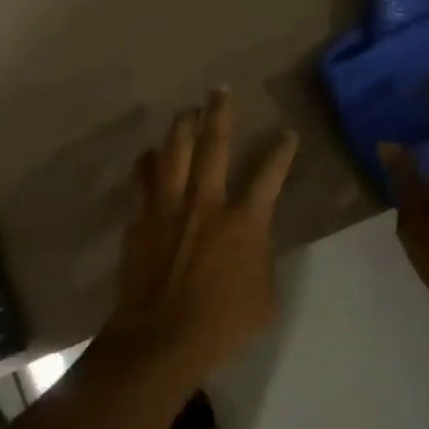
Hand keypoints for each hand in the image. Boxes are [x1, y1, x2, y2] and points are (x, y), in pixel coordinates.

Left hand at [99, 87, 298, 391]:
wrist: (161, 338)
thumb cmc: (222, 325)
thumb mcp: (264, 296)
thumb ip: (260, 256)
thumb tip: (252, 238)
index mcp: (245, 222)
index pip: (270, 175)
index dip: (281, 151)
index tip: (287, 133)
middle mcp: (206, 203)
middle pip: (214, 146)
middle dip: (220, 114)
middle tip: (220, 91)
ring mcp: (169, 207)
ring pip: (174, 153)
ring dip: (181, 128)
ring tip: (186, 112)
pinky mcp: (141, 219)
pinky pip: (143, 180)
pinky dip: (147, 164)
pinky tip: (148, 155)